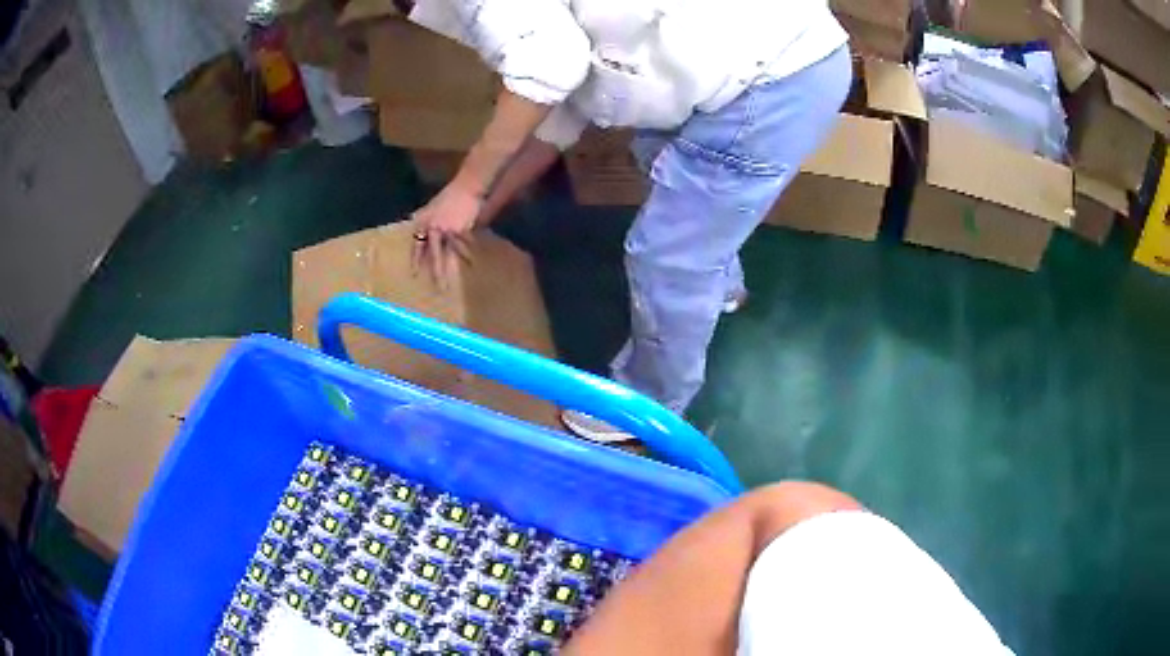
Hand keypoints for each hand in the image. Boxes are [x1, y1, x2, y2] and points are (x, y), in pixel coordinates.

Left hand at [410, 180, 482, 289]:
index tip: (414, 274)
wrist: (467, 187)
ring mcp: (448, 230)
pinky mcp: (461, 229)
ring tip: (453, 283)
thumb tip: (413, 217)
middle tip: (437, 286)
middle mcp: (434, 228)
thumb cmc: (450, 196)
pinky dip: (468, 253)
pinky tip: (471, 263)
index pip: (418, 245)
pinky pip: (464, 245)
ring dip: (452, 268)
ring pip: (449, 254)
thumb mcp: (432, 205)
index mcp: (425, 223)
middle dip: (435, 271)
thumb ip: (423, 214)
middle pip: (434, 254)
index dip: (416, 260)